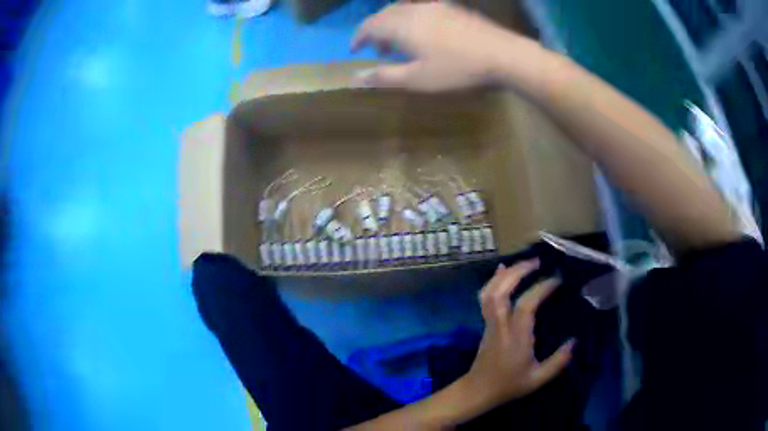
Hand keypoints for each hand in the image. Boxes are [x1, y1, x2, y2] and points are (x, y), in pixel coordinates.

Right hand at [351, 2, 524, 91]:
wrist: (502, 54)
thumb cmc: (458, 69)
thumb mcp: (418, 79)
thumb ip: (385, 76)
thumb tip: (356, 78)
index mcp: (401, 25)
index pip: (369, 26)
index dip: (358, 37)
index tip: (354, 50)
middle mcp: (414, 9)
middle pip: (384, 14)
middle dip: (375, 30)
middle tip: (377, 50)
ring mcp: (435, 6)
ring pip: (403, 9)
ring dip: (393, 24)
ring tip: (398, 42)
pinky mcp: (451, 8)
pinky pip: (421, 9)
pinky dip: (411, 19)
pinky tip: (422, 33)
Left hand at [465, 260, 574, 404]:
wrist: (478, 391)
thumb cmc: (509, 385)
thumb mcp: (537, 379)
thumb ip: (557, 362)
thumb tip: (574, 342)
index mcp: (516, 338)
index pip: (526, 306)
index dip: (541, 289)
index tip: (557, 279)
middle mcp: (500, 326)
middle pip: (502, 292)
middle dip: (518, 272)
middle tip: (537, 261)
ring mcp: (490, 323)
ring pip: (490, 293)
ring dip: (505, 274)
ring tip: (523, 262)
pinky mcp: (486, 324)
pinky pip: (485, 298)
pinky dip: (492, 281)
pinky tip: (502, 271)